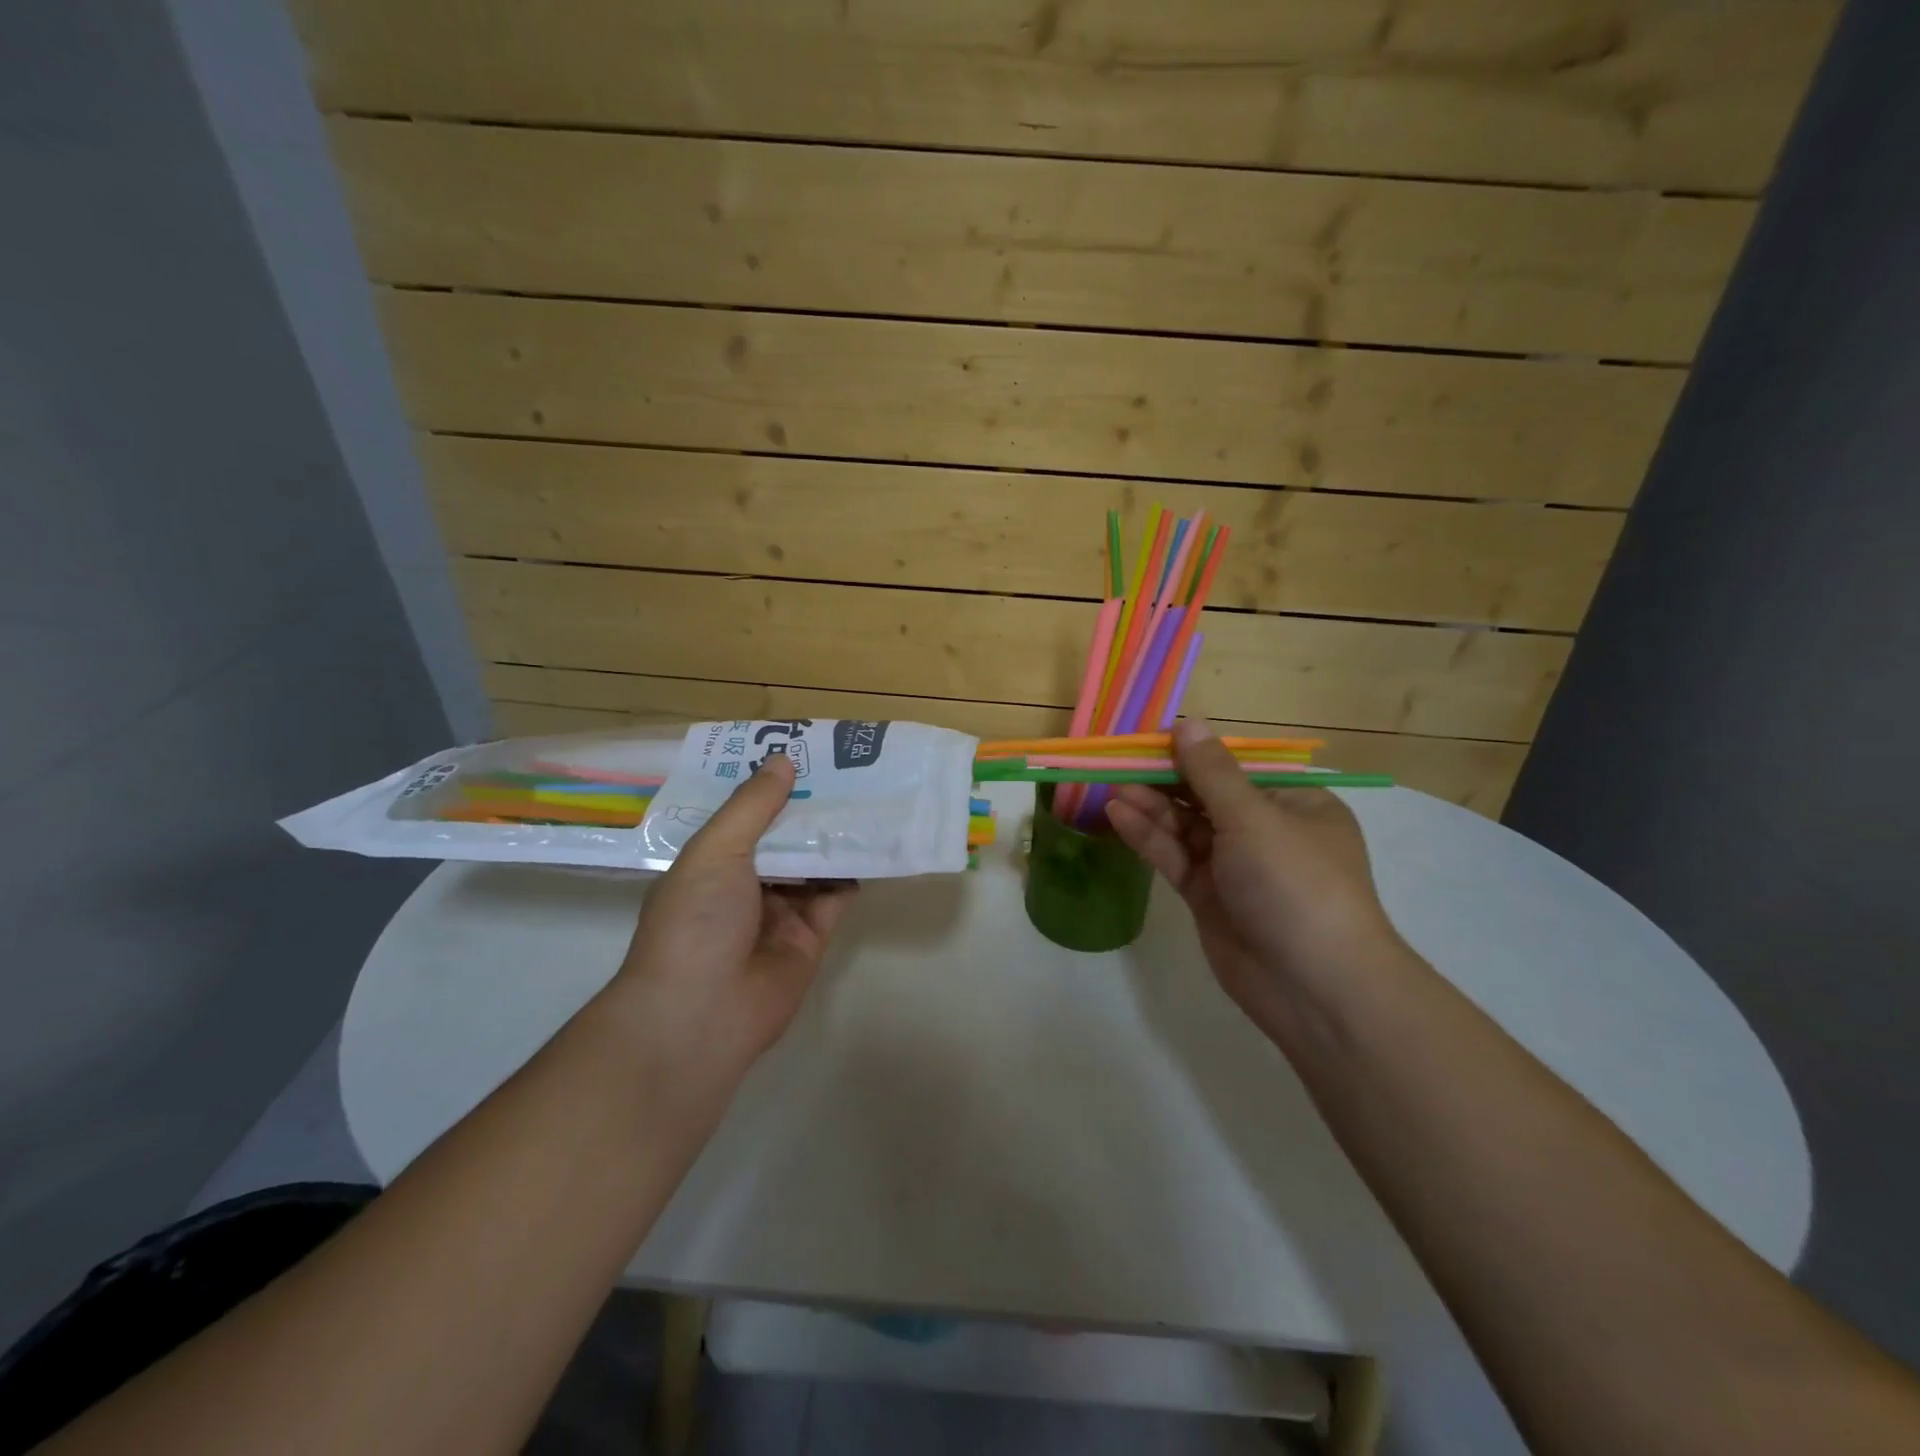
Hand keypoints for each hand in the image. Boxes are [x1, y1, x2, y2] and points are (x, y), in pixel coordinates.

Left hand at [616, 753, 855, 1068]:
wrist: (703, 1014)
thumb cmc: (696, 921)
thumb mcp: (715, 850)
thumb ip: (752, 806)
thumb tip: (783, 759)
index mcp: (709, 863)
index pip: (740, 815)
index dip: (766, 786)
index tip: (797, 751)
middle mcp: (742, 885)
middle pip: (781, 838)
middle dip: (806, 807)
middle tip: (843, 768)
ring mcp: (777, 913)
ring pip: (812, 865)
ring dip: (833, 836)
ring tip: (866, 796)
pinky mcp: (810, 938)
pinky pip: (835, 898)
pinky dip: (852, 873)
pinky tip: (872, 843)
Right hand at [1105, 719, 1406, 1039]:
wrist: (1313, 987)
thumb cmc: (1295, 884)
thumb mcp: (1254, 819)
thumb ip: (1211, 773)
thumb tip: (1187, 723)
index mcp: (1294, 803)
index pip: (1236, 767)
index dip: (1193, 751)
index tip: (1150, 738)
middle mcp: (1264, 830)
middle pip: (1206, 794)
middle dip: (1164, 778)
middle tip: (1119, 761)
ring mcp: (1235, 865)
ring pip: (1186, 826)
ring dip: (1151, 805)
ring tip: (1111, 785)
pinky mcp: (1209, 896)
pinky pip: (1175, 856)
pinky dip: (1149, 836)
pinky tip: (1118, 815)